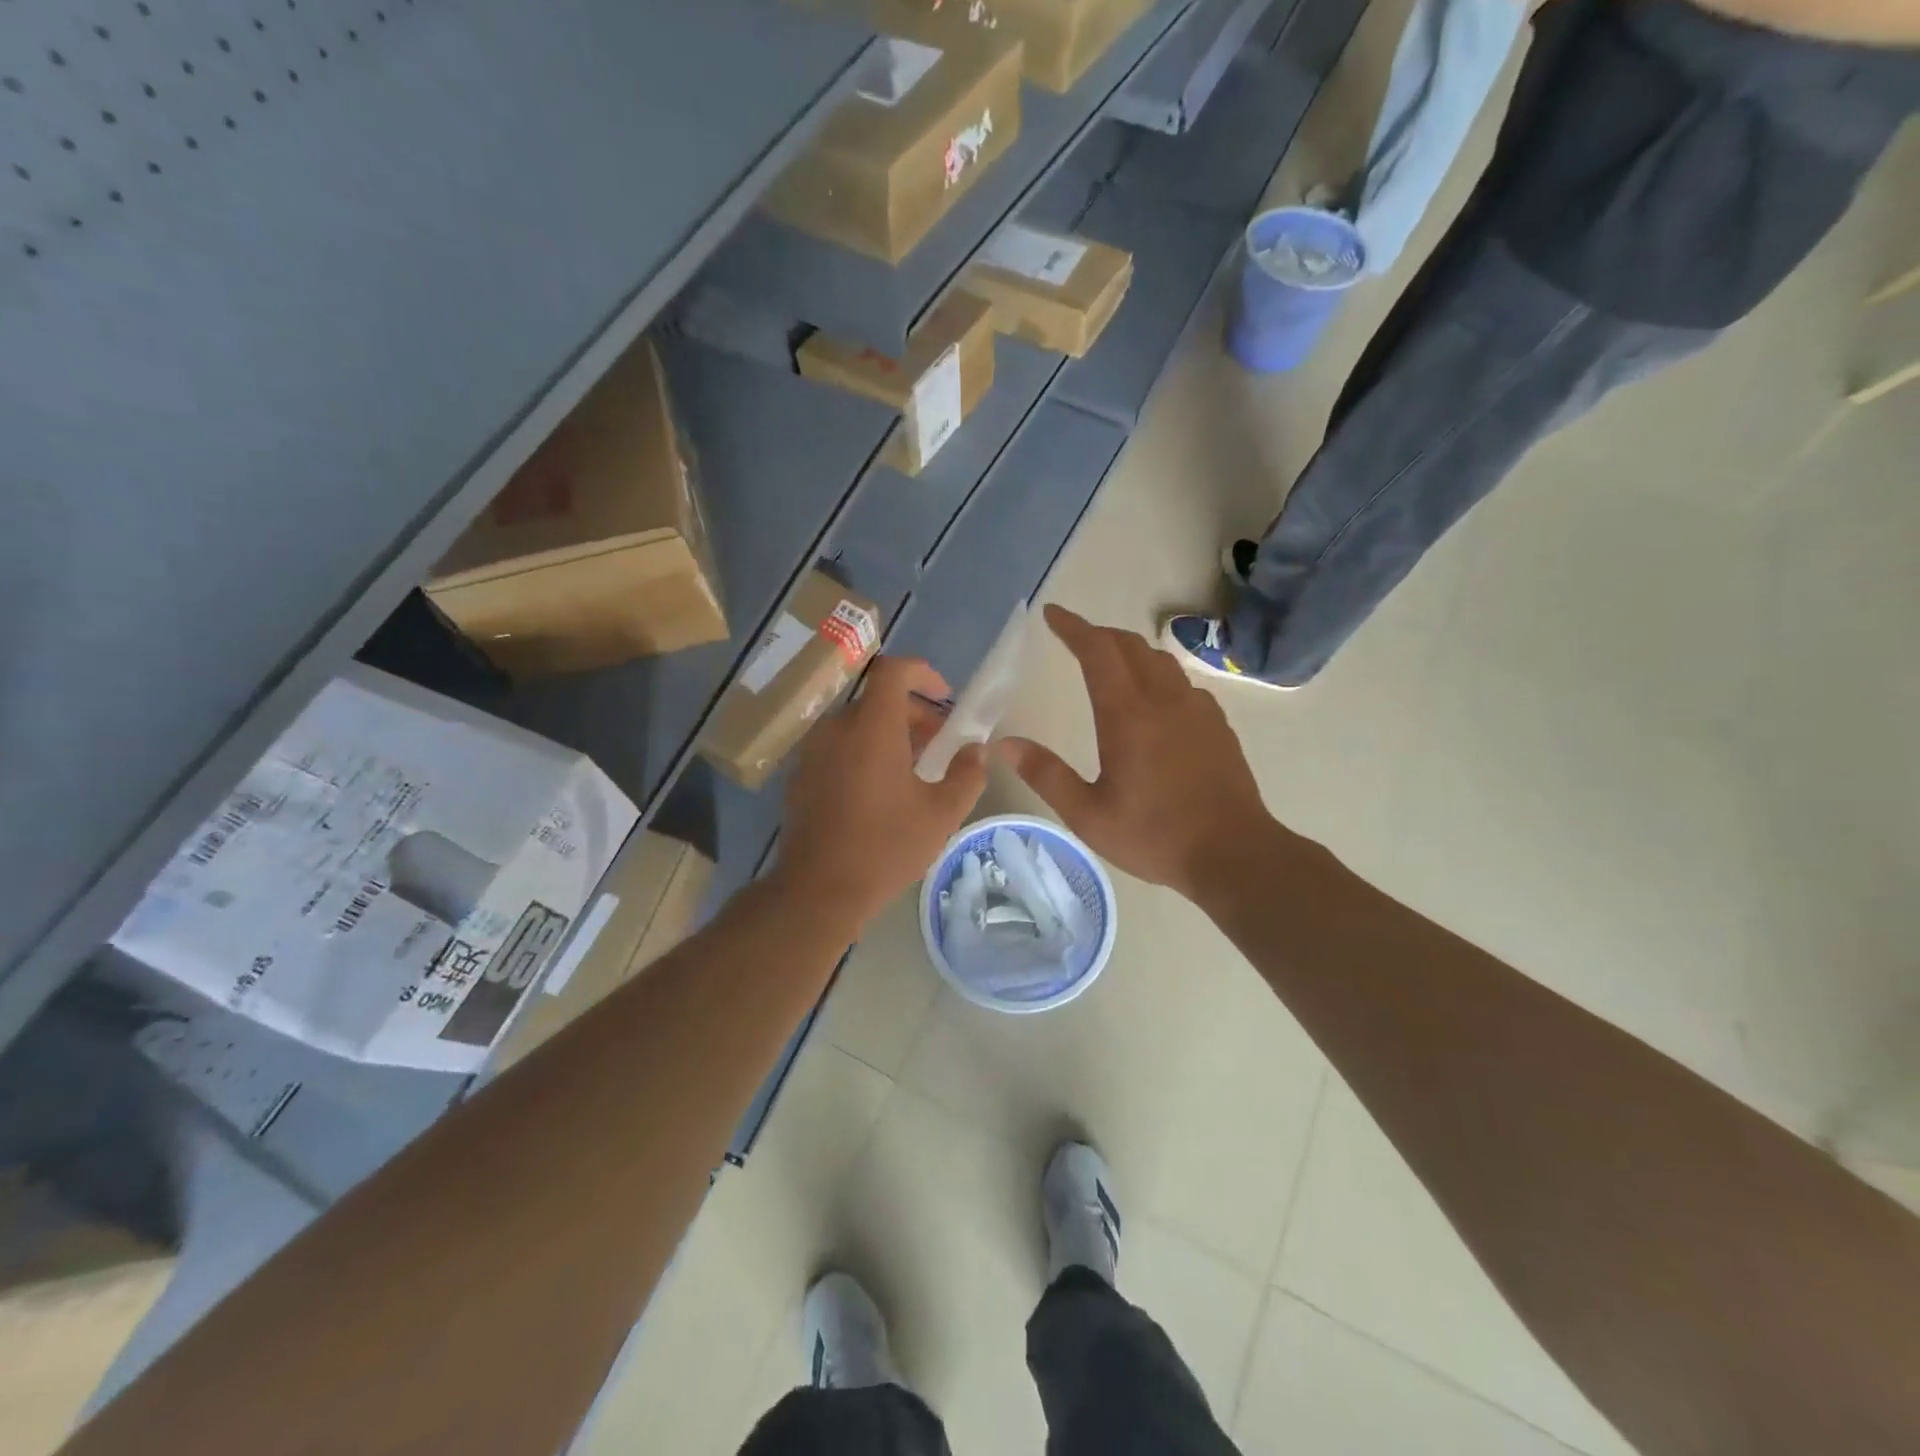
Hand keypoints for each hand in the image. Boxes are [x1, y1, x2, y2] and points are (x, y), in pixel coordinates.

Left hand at [778, 655, 986, 930]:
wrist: (818, 890)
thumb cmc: (886, 847)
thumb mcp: (942, 813)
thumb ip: (968, 774)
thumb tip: (977, 750)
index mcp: (872, 727)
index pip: (893, 670)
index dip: (923, 673)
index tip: (944, 697)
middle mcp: (836, 728)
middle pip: (878, 700)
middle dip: (913, 714)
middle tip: (939, 745)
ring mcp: (812, 751)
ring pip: (857, 724)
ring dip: (889, 735)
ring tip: (913, 771)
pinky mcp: (800, 775)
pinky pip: (838, 747)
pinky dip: (863, 752)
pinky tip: (878, 791)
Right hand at [998, 605, 1276, 899]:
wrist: (1235, 853)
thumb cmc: (1155, 836)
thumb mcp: (1088, 815)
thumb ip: (1046, 775)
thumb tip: (1005, 745)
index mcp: (1128, 715)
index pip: (1097, 651)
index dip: (1072, 628)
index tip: (1051, 614)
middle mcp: (1164, 699)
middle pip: (1130, 645)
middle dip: (1098, 634)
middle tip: (1073, 638)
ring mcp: (1197, 709)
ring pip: (1160, 660)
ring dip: (1130, 651)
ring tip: (1110, 662)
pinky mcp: (1217, 724)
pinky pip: (1182, 682)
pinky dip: (1157, 674)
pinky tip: (1153, 701)